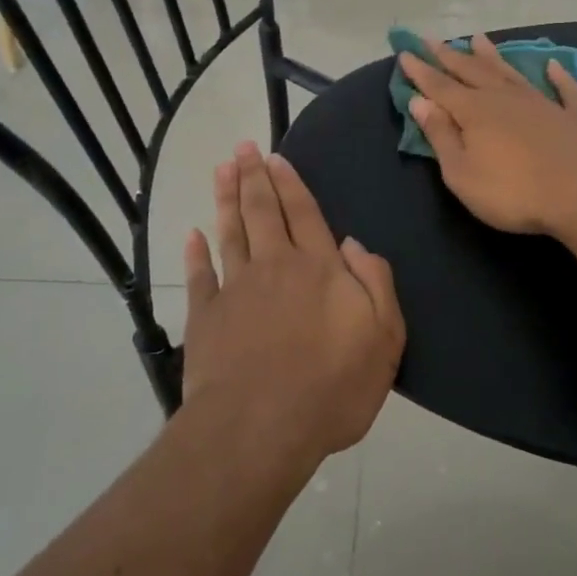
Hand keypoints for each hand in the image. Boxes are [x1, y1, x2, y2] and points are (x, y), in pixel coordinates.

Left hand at [182, 143, 404, 469]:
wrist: (260, 427)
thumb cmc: (332, 387)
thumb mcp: (384, 338)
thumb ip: (375, 284)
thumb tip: (354, 244)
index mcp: (320, 269)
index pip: (305, 214)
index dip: (290, 184)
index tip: (275, 158)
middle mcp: (276, 267)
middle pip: (263, 212)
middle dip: (254, 177)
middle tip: (243, 147)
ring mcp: (236, 289)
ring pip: (230, 232)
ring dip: (226, 199)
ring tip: (221, 169)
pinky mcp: (206, 317)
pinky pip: (199, 275)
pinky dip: (195, 253)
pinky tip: (192, 235)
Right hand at [398, 34, 576, 236]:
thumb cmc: (512, 192)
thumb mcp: (462, 173)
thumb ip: (441, 135)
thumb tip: (421, 101)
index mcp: (474, 111)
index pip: (440, 86)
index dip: (421, 71)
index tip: (405, 53)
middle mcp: (506, 98)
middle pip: (472, 71)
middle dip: (449, 56)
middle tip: (431, 40)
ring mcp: (543, 103)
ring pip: (511, 73)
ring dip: (493, 57)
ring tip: (478, 39)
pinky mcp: (574, 117)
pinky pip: (565, 90)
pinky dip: (559, 76)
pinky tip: (554, 66)